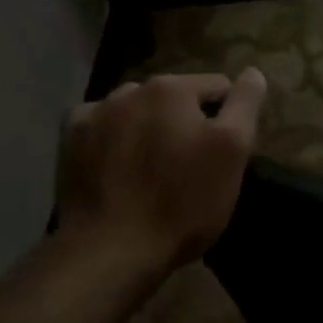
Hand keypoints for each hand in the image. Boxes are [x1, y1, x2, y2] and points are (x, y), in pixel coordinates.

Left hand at [55, 70, 266, 276]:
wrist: (110, 250)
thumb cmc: (182, 202)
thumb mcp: (232, 152)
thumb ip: (245, 104)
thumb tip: (253, 72)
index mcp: (172, 89)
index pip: (217, 87)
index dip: (227, 119)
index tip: (223, 155)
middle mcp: (129, 90)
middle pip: (174, 98)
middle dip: (185, 122)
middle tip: (189, 166)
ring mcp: (93, 115)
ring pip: (137, 111)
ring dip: (148, 128)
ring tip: (152, 169)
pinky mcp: (69, 142)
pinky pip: (102, 128)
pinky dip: (113, 140)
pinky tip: (118, 168)